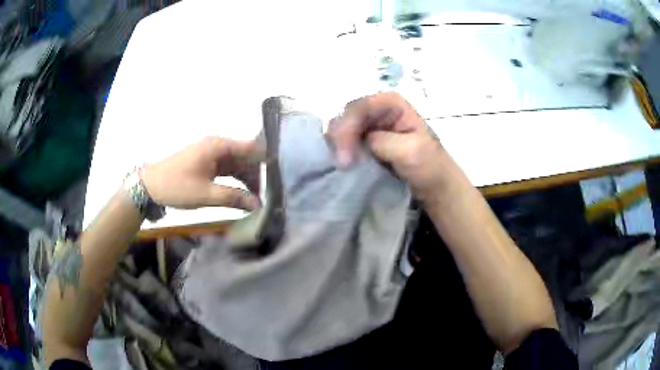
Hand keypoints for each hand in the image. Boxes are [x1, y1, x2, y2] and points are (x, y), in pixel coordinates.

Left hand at [140, 137, 261, 210]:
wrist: (150, 185)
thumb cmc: (176, 186)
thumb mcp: (205, 194)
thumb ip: (233, 197)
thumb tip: (258, 204)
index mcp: (218, 146)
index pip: (251, 147)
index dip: (267, 159)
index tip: (282, 175)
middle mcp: (218, 146)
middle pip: (246, 157)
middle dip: (258, 175)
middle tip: (270, 195)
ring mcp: (213, 154)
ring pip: (238, 165)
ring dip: (247, 180)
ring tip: (257, 200)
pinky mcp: (208, 164)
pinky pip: (228, 170)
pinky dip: (236, 181)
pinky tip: (243, 195)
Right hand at [326, 92, 458, 202]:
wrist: (434, 185)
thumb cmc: (430, 166)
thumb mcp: (412, 151)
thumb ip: (383, 141)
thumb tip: (359, 143)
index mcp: (391, 103)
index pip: (360, 108)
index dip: (348, 128)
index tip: (345, 158)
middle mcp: (377, 109)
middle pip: (346, 115)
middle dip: (340, 138)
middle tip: (342, 164)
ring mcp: (370, 125)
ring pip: (342, 128)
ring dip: (337, 146)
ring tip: (343, 166)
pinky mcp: (364, 141)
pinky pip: (344, 141)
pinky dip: (340, 151)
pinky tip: (343, 164)